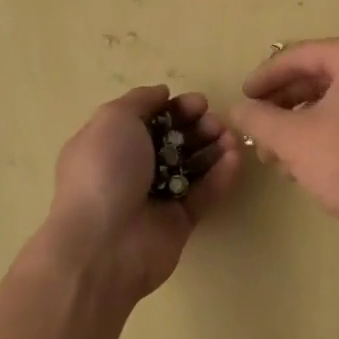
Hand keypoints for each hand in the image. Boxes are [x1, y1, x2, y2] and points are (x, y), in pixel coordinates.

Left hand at [39, 85, 242, 303]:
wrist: (103, 244)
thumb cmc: (104, 171)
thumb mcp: (113, 119)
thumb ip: (141, 101)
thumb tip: (162, 93)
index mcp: (110, 144)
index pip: (148, 119)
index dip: (175, 108)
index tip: (199, 103)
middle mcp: (132, 169)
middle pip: (173, 140)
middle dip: (197, 127)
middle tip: (215, 122)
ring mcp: (156, 197)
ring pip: (192, 166)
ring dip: (213, 147)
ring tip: (230, 138)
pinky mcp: (179, 222)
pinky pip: (204, 193)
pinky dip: (220, 175)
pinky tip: (234, 158)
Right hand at [227, 37, 338, 229]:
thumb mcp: (296, 139)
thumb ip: (260, 119)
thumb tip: (238, 109)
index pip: (298, 56)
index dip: (264, 78)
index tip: (242, 101)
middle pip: (316, 77)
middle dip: (282, 107)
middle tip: (257, 133)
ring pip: (333, 101)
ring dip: (300, 126)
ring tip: (276, 158)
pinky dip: (325, 134)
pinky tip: (305, 166)